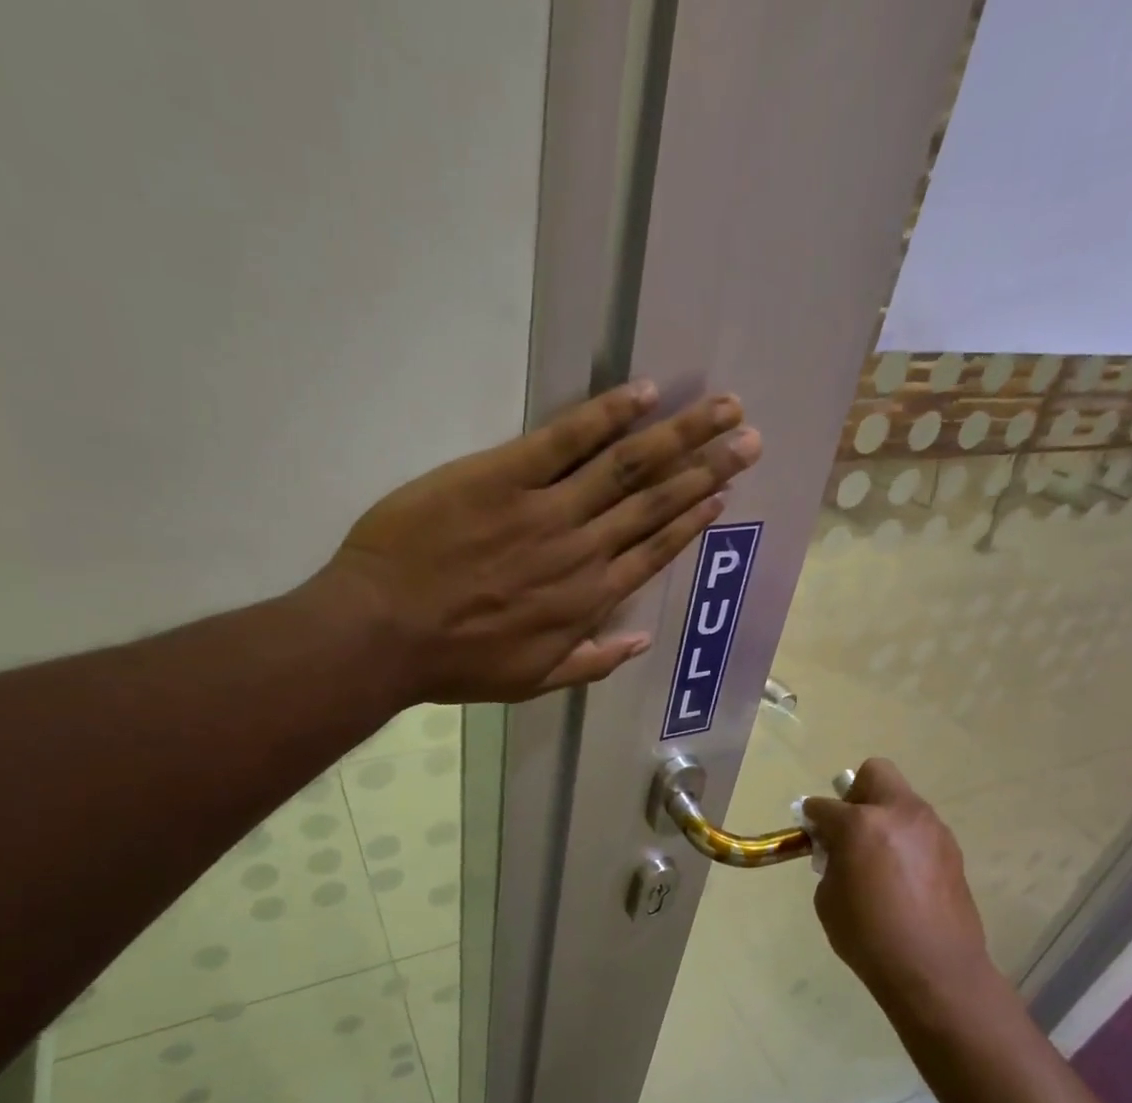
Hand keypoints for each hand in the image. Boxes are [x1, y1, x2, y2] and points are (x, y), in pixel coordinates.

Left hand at [323, 380, 760, 703]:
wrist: (384, 632)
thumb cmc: (456, 662)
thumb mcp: (531, 680)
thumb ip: (592, 662)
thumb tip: (642, 641)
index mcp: (588, 600)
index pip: (655, 551)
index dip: (693, 519)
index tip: (724, 494)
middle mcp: (582, 550)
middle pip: (655, 501)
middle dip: (706, 467)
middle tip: (748, 437)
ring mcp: (545, 510)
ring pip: (626, 466)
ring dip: (678, 435)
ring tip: (721, 409)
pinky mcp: (502, 475)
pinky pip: (564, 439)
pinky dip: (605, 414)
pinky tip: (643, 393)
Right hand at [803, 759, 999, 1022]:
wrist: (935, 970)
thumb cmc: (869, 936)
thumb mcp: (828, 898)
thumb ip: (831, 861)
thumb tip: (838, 850)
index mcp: (861, 823)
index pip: (825, 805)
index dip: (813, 816)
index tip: (810, 831)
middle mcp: (900, 814)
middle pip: (875, 773)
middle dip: (856, 793)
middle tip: (849, 828)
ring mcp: (932, 829)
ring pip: (901, 800)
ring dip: (884, 816)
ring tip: (876, 857)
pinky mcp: (951, 850)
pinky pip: (919, 828)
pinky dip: (904, 838)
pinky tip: (900, 875)